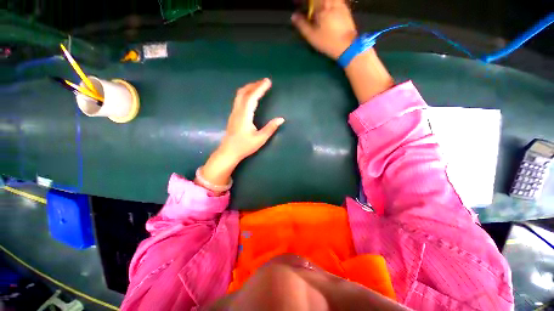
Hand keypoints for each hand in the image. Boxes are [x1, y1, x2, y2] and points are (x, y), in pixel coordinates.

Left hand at [221, 78, 284, 161]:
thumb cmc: (244, 146)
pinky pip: (238, 100)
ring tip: (258, 86)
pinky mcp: (233, 116)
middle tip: (264, 82)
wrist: (228, 152)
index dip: (260, 88)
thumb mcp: (260, 139)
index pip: (252, 97)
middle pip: (244, 93)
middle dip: (254, 85)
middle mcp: (238, 111)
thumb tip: (281, 119)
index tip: (268, 82)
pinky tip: (250, 97)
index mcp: (245, 115)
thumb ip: (270, 128)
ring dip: (249, 88)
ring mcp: (234, 113)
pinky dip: (245, 94)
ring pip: (239, 95)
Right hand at [292, 0, 357, 59]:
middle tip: (308, 9)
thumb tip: (293, 16)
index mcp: (322, 6)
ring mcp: (340, 3)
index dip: (303, 2)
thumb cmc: (327, 42)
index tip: (297, 5)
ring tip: (317, 12)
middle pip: (319, 0)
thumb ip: (302, 25)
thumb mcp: (312, 36)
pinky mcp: (345, 8)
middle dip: (312, 3)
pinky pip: (335, 1)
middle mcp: (331, 1)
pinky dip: (329, 4)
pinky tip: (326, 10)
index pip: (311, 1)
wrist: (347, 46)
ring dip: (320, 4)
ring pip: (328, 1)